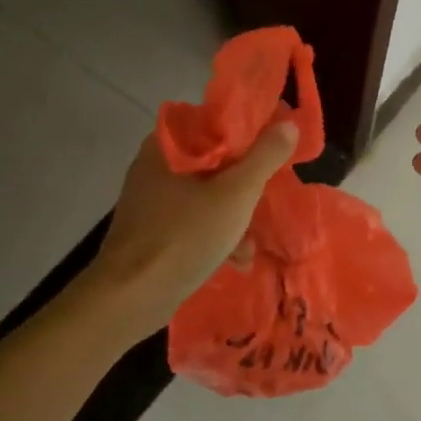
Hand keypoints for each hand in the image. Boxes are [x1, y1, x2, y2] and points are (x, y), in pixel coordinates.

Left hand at [88, 121, 299, 331]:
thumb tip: (288, 124)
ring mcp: (151, 202)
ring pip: (205, 196)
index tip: (273, 151)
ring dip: (233, 218)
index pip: (214, 124)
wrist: (131, 296)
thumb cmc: (185, 235)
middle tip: (265, 200)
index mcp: (167, 146)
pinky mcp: (151, 233)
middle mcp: (155, 167)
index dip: (247, 134)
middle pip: (214, 163)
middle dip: (244, 187)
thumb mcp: (236, 193)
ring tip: (250, 245)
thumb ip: (264, 157)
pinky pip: (192, 223)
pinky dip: (214, 236)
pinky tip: (235, 261)